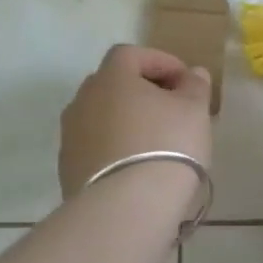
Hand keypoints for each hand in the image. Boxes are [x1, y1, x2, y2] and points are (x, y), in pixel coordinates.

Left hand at [59, 45, 213, 201]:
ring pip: (102, 117)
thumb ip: (195, 86)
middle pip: (113, 84)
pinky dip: (115, 148)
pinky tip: (137, 168)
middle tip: (171, 108)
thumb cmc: (166, 145)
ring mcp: (70, 136)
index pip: (131, 54)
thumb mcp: (194, 110)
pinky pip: (95, 147)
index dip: (160, 61)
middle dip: (141, 91)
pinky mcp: (68, 170)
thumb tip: (192, 74)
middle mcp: (83, 100)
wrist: (125, 208)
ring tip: (156, 141)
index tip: (185, 81)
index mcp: (111, 77)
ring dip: (126, 121)